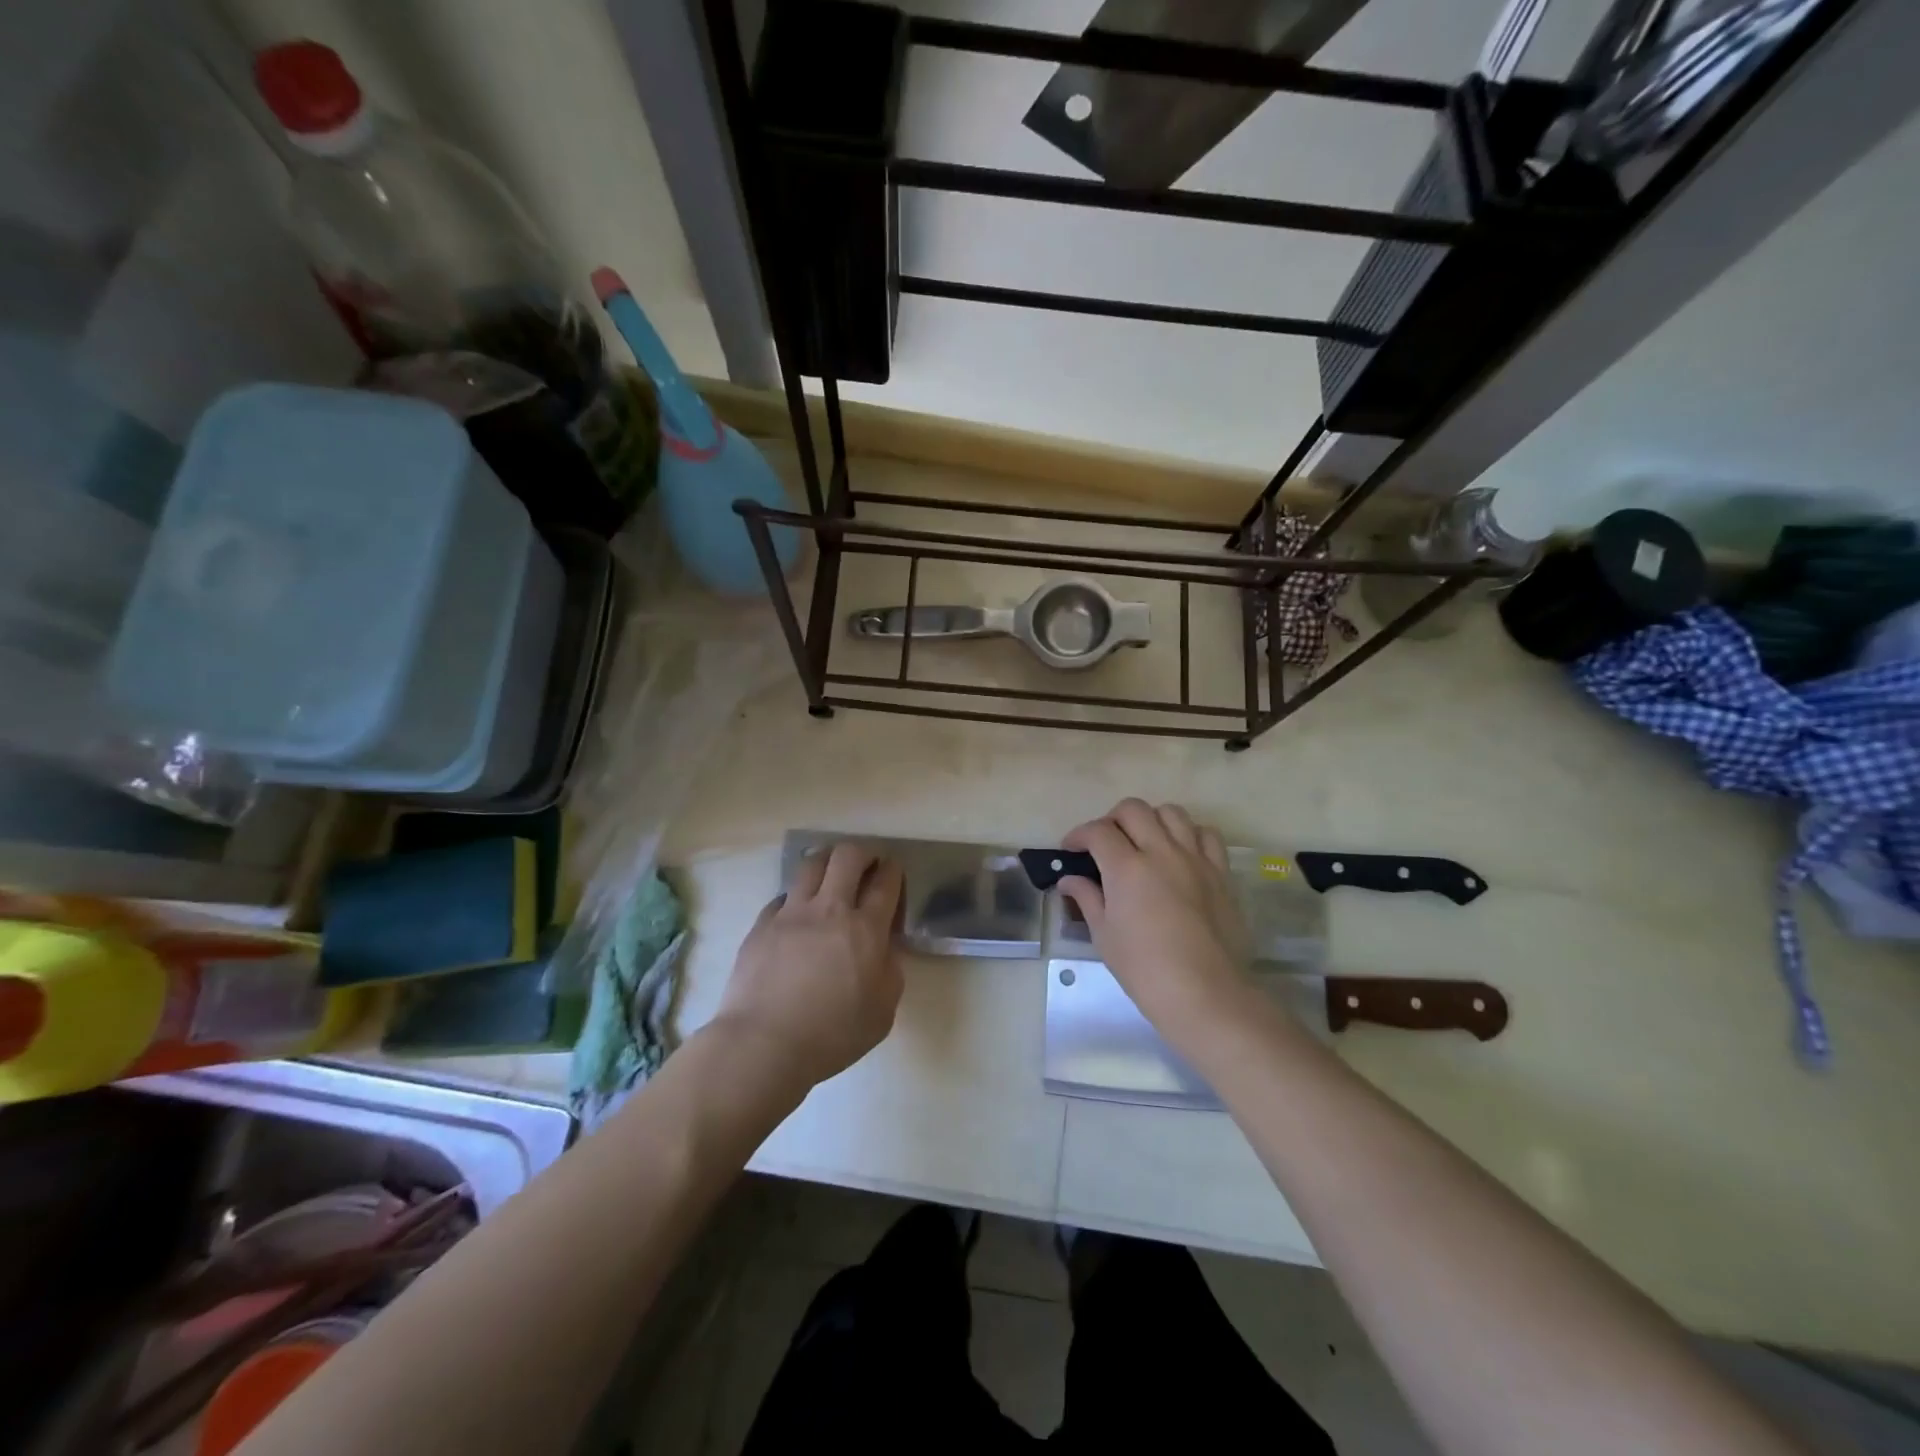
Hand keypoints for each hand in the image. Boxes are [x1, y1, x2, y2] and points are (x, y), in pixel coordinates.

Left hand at [716, 841, 905, 1088]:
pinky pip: (782, 896)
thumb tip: (883, 948)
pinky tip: (796, 916)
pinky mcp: (761, 924)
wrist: (763, 1044)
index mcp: (866, 929)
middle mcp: (829, 909)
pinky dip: (795, 899)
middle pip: (848, 856)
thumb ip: (890, 971)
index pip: (885, 881)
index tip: (892, 872)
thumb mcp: (883, 1011)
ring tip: (830, 877)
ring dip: (827, 863)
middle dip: (862, 853)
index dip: (893, 870)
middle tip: (865, 867)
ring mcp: (791, 913)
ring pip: (811, 864)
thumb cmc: (832, 1035)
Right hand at [1059, 799, 1255, 1046]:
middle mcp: (1161, 852)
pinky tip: (1180, 853)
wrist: (1206, 994)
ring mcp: (1195, 859)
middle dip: (1112, 820)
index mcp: (1127, 868)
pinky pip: (1206, 835)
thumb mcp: (1105, 936)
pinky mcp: (1220, 872)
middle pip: (1133, 810)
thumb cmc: (1145, 970)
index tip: (1071, 850)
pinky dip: (1189, 834)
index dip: (1078, 835)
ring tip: (1144, 842)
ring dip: (1151, 820)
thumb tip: (1069, 880)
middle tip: (1105, 844)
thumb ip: (1087, 898)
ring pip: (1172, 812)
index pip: (1098, 831)